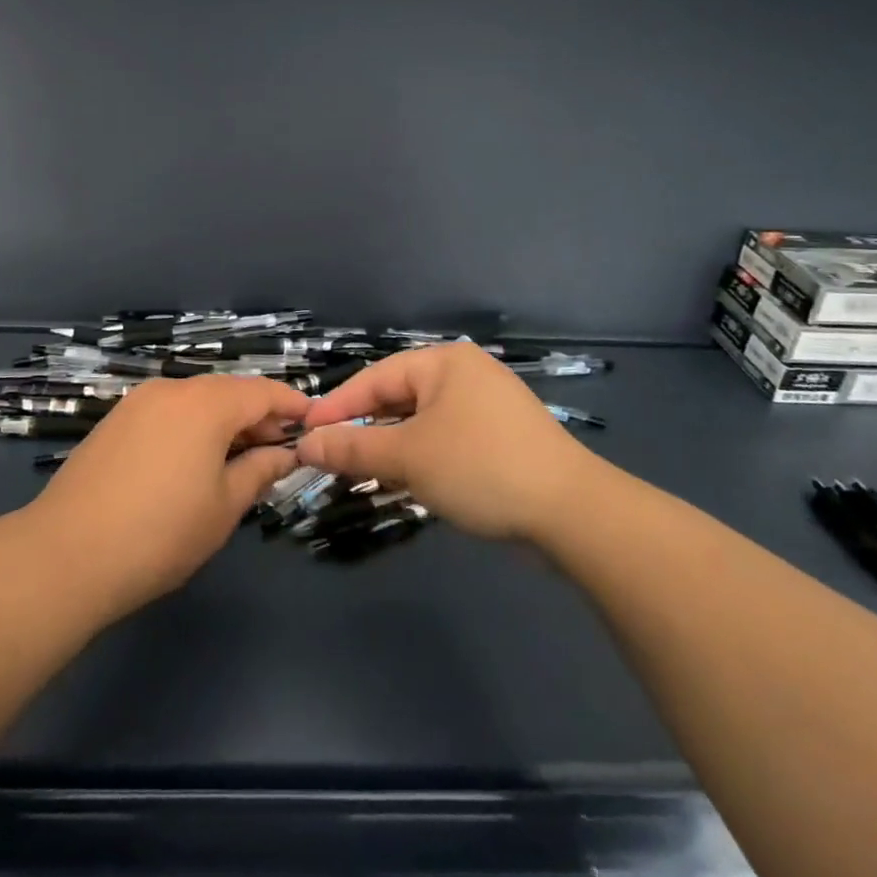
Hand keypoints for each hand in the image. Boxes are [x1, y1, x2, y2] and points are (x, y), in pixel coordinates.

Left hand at [24, 376, 308, 618]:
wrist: (66, 554)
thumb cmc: (161, 533)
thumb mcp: (224, 506)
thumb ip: (260, 471)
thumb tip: (284, 453)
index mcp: (206, 403)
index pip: (263, 391)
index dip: (292, 405)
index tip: (313, 424)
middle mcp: (172, 389)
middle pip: (228, 392)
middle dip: (258, 416)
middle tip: (279, 451)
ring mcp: (138, 402)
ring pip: (196, 401)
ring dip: (224, 422)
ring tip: (238, 460)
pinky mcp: (115, 421)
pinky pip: (168, 412)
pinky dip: (192, 427)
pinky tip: (194, 461)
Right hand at [295, 345, 600, 543]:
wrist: (573, 513)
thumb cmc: (480, 467)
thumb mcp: (408, 457)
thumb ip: (353, 447)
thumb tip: (306, 444)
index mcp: (443, 362)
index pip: (375, 377)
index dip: (336, 406)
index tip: (304, 433)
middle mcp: (464, 374)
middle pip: (398, 397)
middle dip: (364, 429)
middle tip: (330, 458)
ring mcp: (486, 406)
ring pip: (420, 422)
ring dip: (390, 447)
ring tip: (361, 473)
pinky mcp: (500, 438)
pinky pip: (445, 439)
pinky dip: (421, 457)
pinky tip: (405, 482)